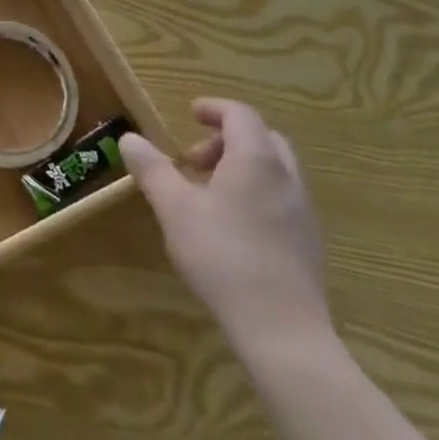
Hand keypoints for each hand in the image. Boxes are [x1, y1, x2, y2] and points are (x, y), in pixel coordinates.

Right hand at [121, 99, 331, 360]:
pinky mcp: (308, 243)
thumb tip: (130, 137)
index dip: (214, 109)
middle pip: (262, 138)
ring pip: (274, 170)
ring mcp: (303, 212)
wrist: (283, 331)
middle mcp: (286, 177)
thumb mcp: (175, 208)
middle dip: (227, 140)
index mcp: (256, 159)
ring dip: (241, 168)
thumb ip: (152, 169)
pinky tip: (232, 228)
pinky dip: (256, 193)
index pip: (240, 114)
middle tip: (195, 160)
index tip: (190, 114)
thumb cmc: (223, 256)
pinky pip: (281, 199)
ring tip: (208, 195)